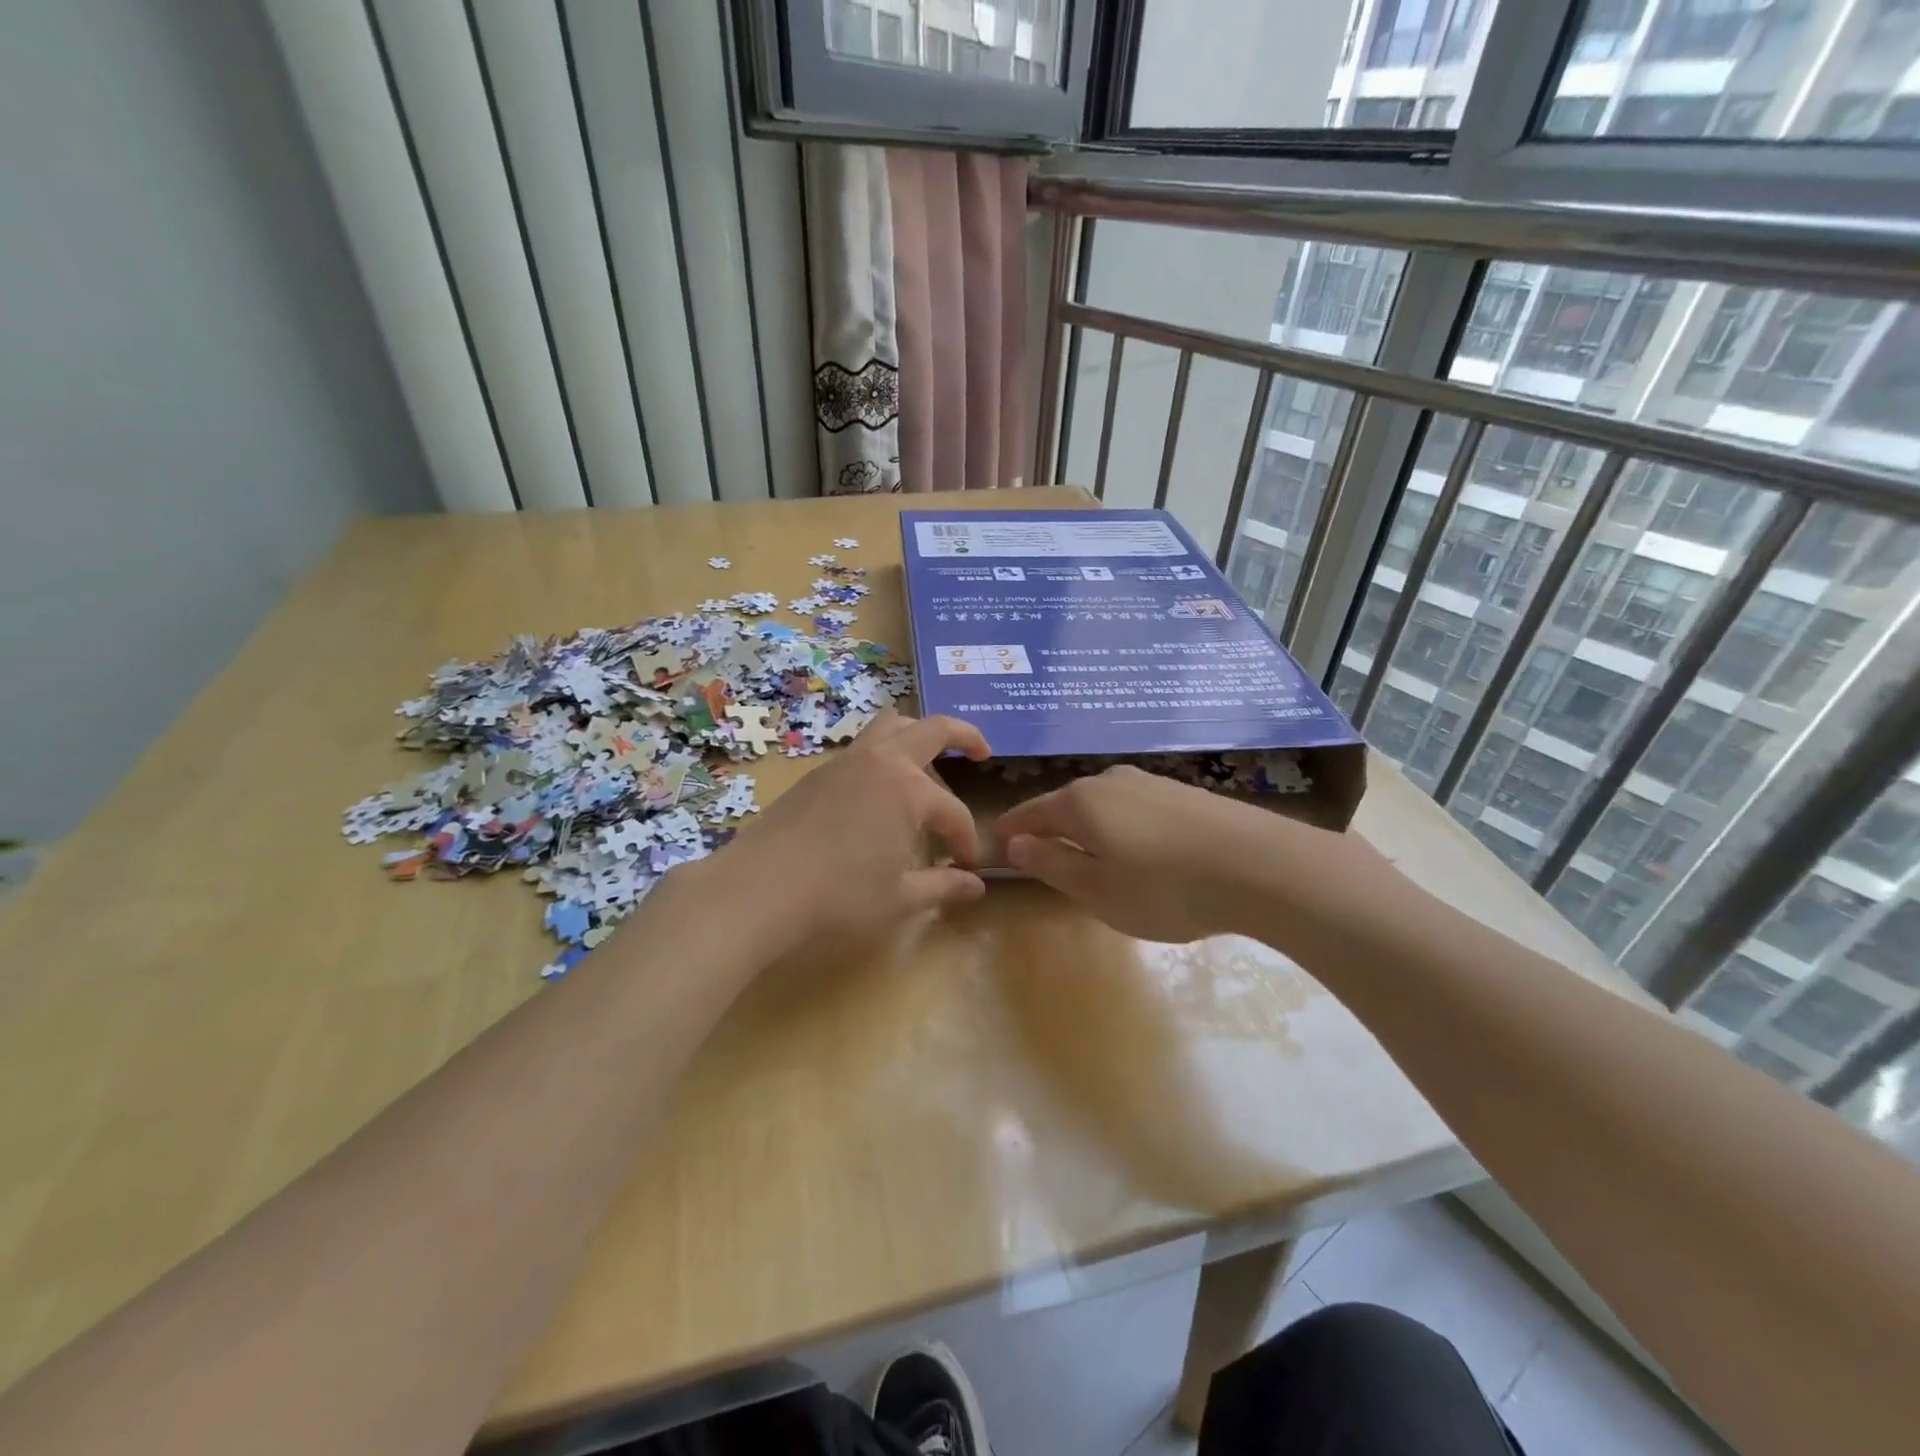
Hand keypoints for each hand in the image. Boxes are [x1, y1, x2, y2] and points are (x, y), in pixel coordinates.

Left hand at [683, 712, 991, 953]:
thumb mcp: (900, 898)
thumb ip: (943, 886)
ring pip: (891, 725)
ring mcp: (846, 762)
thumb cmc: (838, 896)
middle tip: (982, 751)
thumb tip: (976, 885)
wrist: (758, 889)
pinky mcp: (818, 772)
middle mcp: (882, 762)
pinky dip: (885, 754)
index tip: (966, 866)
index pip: (953, 811)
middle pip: (932, 729)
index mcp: (909, 790)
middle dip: (964, 736)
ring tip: (929, 762)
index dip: (966, 839)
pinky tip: (882, 791)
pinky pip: (864, 746)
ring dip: (919, 735)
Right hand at [998, 765, 1392, 946]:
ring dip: (1091, 830)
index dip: (1011, 830)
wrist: (1261, 867)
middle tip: (1045, 860)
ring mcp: (1150, 783)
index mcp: (1080, 803)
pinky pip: (1135, 809)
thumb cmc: (1165, 887)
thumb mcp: (1097, 890)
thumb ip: (1051, 864)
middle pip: (1066, 805)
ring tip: (1095, 860)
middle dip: (1051, 829)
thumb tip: (1016, 842)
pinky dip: (1124, 828)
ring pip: (1103, 805)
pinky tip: (1142, 852)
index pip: (1030, 812)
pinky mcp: (1183, 793)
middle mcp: (1110, 781)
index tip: (997, 844)